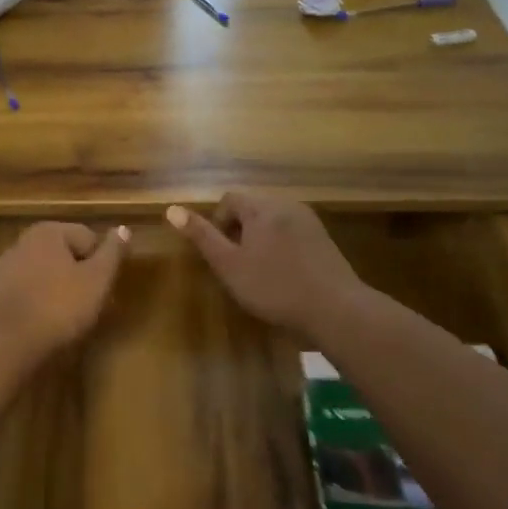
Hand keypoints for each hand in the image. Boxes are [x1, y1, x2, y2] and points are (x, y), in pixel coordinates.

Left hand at [0, 222, 129, 360]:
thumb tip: (123, 228)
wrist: (8, 343)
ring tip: (69, 318)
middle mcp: (23, 241)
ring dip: (59, 289)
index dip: (101, 264)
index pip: (88, 238)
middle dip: (80, 276)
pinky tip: (45, 323)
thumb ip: (112, 252)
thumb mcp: (97, 279)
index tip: (104, 289)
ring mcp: (5, 266)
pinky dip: (40, 301)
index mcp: (48, 231)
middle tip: (91, 305)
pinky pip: (28, 290)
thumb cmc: (60, 306)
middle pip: (65, 255)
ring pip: (45, 273)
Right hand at [168, 192, 362, 333]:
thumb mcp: (229, 265)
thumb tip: (172, 209)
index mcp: (261, 207)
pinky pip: (292, 232)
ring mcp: (309, 220)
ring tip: (260, 271)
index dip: (218, 223)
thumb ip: (202, 236)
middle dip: (240, 231)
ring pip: (273, 221)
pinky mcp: (324, 238)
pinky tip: (285, 274)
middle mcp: (286, 205)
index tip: (222, 254)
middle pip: (253, 208)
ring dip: (261, 239)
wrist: (335, 308)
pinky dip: (281, 246)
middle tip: (238, 265)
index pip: (230, 199)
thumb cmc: (274, 287)